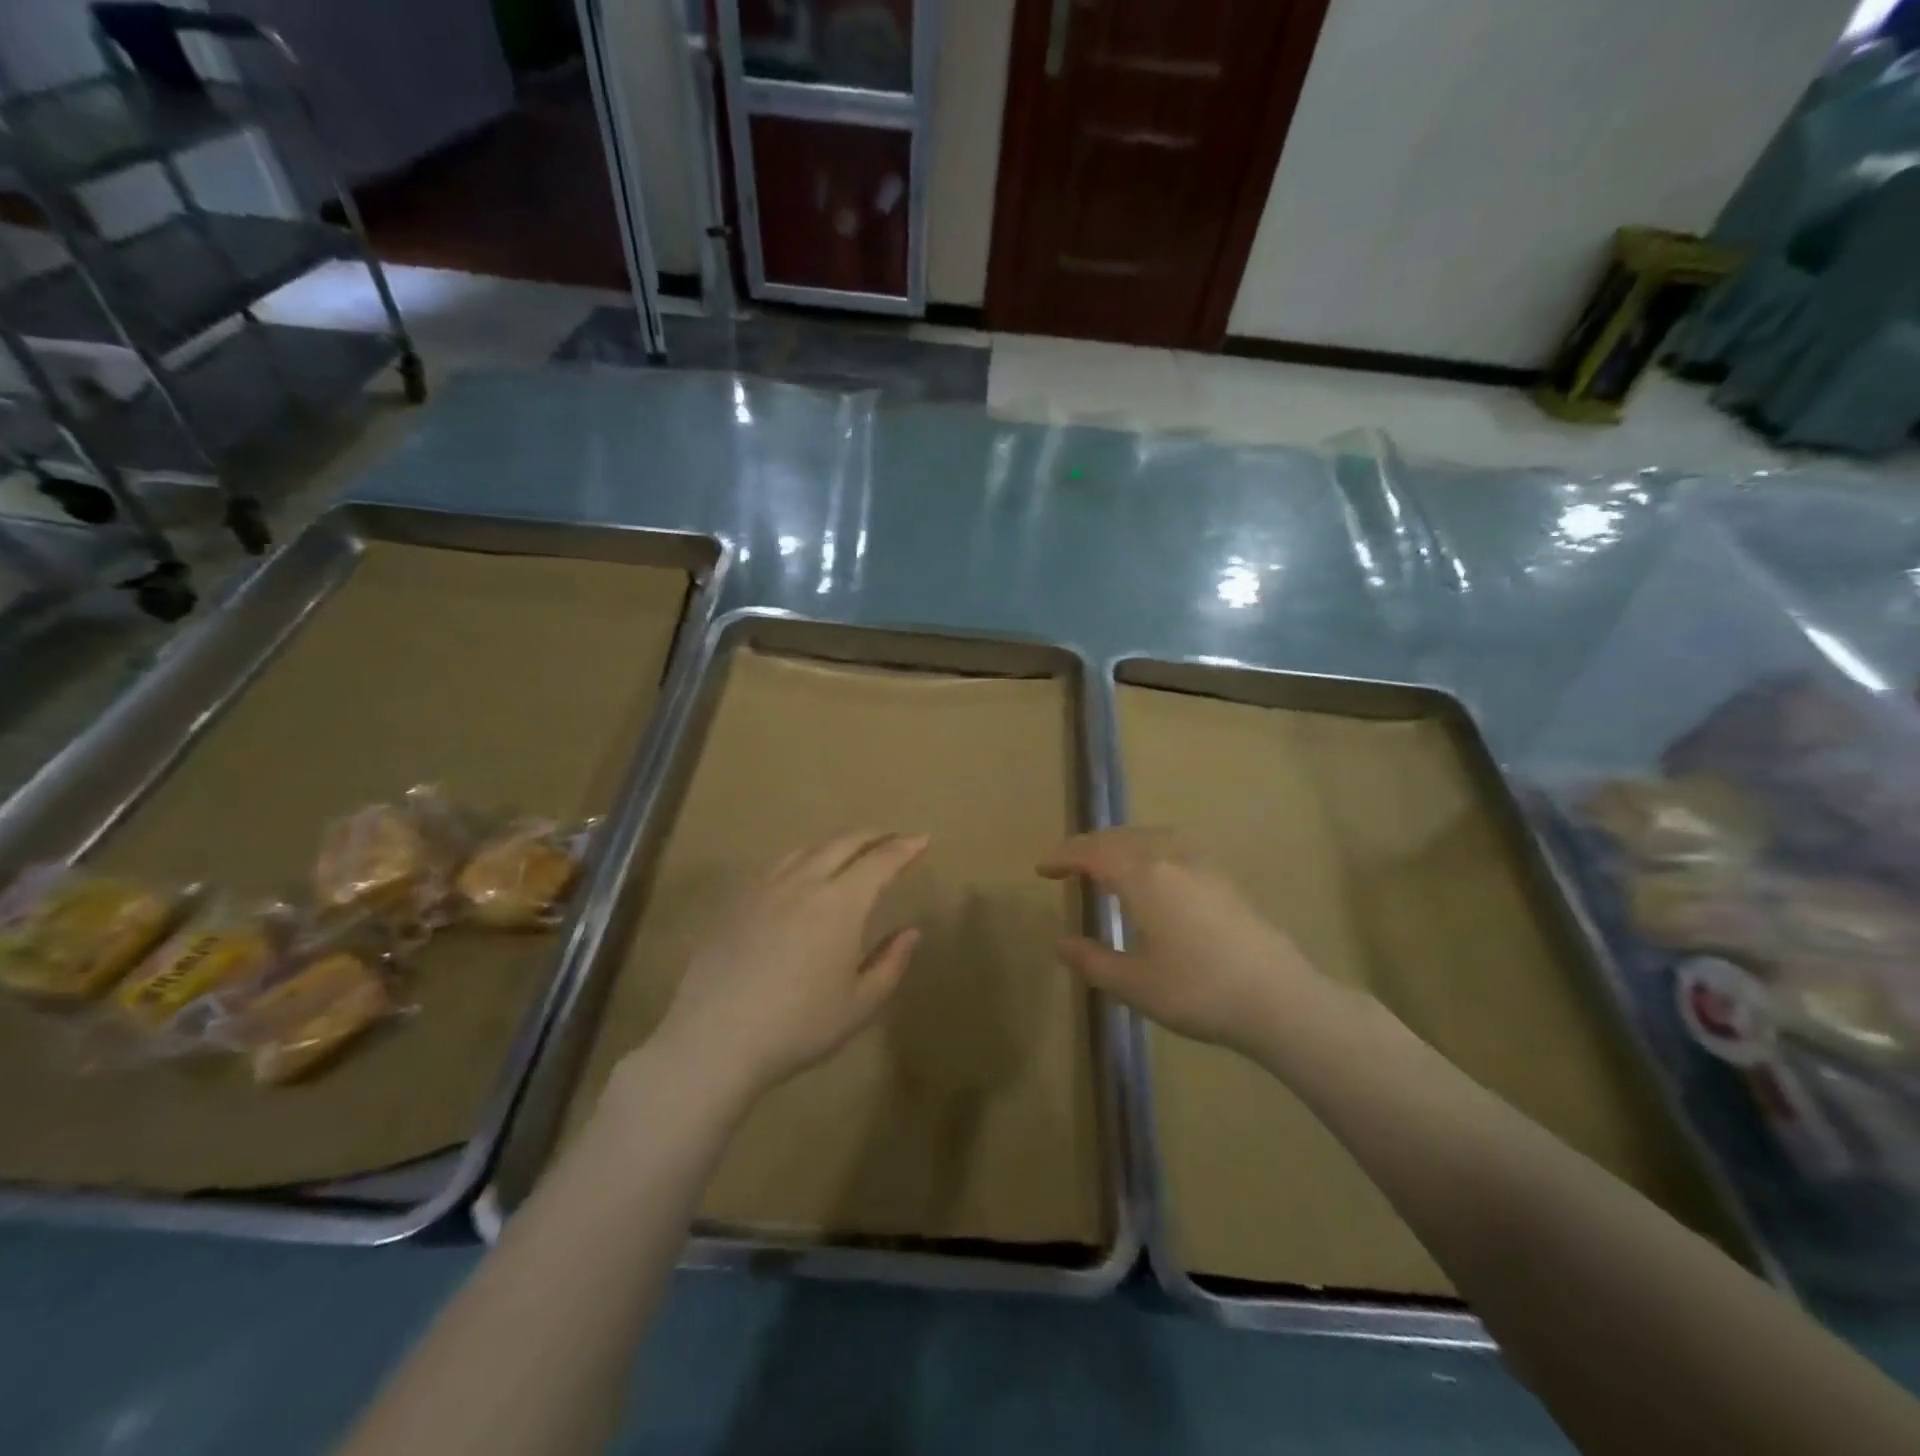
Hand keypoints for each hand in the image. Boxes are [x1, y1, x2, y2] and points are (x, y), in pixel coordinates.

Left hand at [652, 831, 927, 1098]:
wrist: (715, 1040)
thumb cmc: (798, 1026)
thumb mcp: (859, 1005)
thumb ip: (890, 964)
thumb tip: (911, 932)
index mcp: (841, 903)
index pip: (880, 861)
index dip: (905, 848)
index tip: (922, 840)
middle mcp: (804, 883)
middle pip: (844, 844)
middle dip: (873, 837)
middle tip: (892, 839)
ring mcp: (765, 889)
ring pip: (808, 849)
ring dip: (837, 844)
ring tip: (850, 851)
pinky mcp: (737, 902)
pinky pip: (778, 866)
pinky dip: (803, 858)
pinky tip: (802, 875)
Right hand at [1038, 827, 1329, 1058]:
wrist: (1280, 999)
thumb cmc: (1198, 991)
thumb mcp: (1135, 985)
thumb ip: (1093, 961)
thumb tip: (1062, 943)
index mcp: (1143, 877)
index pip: (1093, 854)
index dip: (1063, 857)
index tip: (1041, 868)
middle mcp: (1171, 857)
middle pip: (1120, 837)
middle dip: (1089, 847)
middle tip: (1067, 864)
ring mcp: (1203, 864)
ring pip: (1150, 837)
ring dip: (1119, 844)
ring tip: (1106, 864)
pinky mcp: (1224, 877)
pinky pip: (1173, 846)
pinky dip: (1148, 850)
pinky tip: (1153, 875)